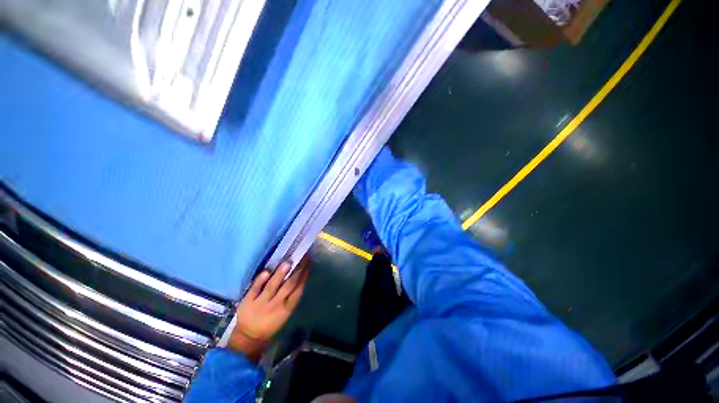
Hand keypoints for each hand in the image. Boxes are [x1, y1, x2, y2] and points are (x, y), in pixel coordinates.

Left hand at [228, 259, 309, 360]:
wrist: (249, 337)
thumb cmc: (271, 322)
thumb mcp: (284, 313)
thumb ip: (291, 297)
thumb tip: (300, 277)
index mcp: (286, 309)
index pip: (298, 291)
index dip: (304, 277)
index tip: (308, 264)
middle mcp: (275, 305)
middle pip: (287, 287)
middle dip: (296, 272)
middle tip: (302, 259)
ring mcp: (260, 303)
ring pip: (272, 287)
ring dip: (280, 275)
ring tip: (287, 263)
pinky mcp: (247, 302)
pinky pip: (254, 290)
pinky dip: (260, 281)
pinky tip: (266, 272)